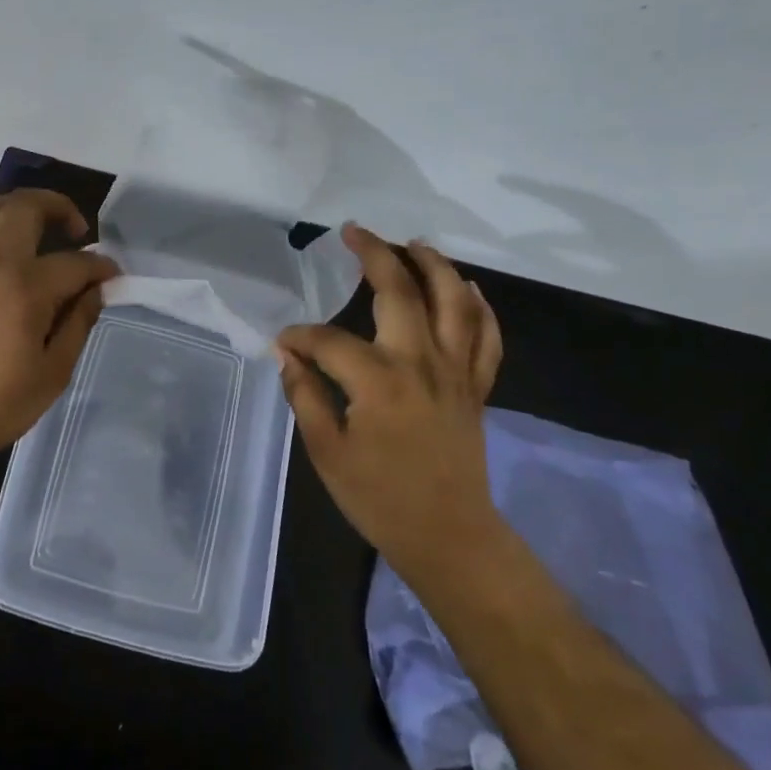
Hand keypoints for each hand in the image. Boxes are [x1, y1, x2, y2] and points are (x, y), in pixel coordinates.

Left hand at [0, 189, 119, 464]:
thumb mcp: (53, 372)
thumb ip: (78, 323)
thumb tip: (95, 291)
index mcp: (24, 289)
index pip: (74, 262)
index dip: (101, 267)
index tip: (113, 277)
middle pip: (26, 206)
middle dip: (60, 207)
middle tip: (79, 231)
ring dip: (22, 207)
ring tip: (43, 229)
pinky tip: (13, 256)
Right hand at [277, 223, 504, 578]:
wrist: (450, 538)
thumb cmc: (380, 499)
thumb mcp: (327, 451)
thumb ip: (305, 395)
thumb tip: (287, 355)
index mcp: (378, 380)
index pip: (328, 339)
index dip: (300, 336)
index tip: (283, 344)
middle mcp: (420, 361)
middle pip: (400, 290)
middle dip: (374, 253)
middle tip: (354, 231)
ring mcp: (455, 371)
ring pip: (454, 301)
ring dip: (434, 265)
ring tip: (414, 243)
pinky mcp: (476, 387)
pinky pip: (487, 337)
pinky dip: (481, 308)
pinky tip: (468, 288)